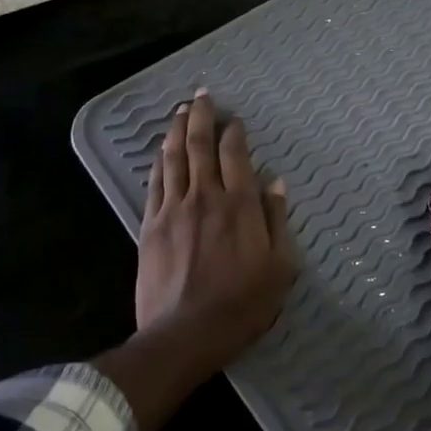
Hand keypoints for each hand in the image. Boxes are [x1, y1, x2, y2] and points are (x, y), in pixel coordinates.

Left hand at [135, 90, 297, 370]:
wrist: (184, 334)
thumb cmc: (242, 304)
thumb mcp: (280, 267)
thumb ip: (278, 220)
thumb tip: (275, 183)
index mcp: (239, 205)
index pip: (235, 155)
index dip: (234, 132)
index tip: (234, 119)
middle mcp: (205, 197)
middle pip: (200, 146)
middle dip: (201, 117)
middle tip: (201, 96)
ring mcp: (173, 210)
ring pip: (174, 159)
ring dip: (177, 131)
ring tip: (179, 111)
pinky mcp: (150, 226)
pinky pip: (154, 183)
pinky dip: (159, 162)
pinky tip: (160, 151)